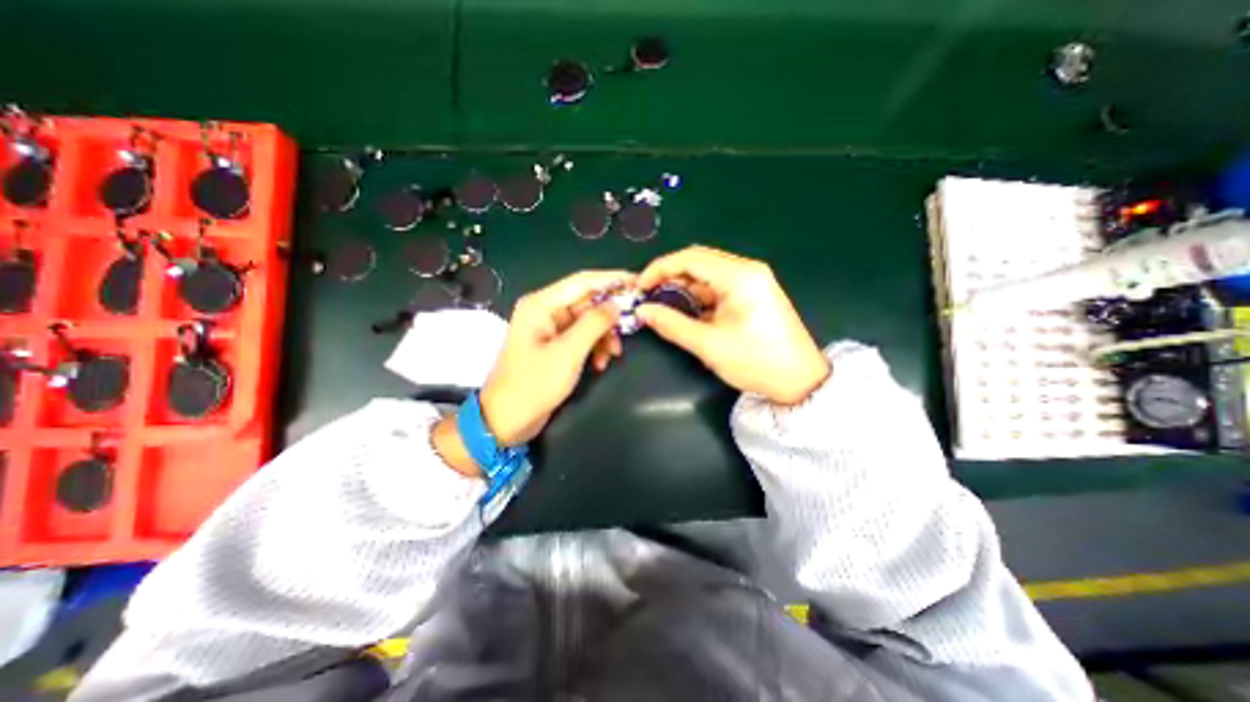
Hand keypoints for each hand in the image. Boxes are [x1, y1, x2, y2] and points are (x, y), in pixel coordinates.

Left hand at [480, 272, 635, 446]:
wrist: (507, 420)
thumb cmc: (534, 384)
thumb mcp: (568, 353)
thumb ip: (594, 324)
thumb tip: (616, 304)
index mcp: (541, 305)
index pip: (583, 281)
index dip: (612, 279)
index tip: (638, 282)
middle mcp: (545, 311)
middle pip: (587, 302)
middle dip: (609, 317)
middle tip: (632, 326)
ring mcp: (550, 329)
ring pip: (588, 321)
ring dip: (604, 336)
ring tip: (613, 355)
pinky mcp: (555, 345)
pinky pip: (582, 337)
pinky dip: (594, 348)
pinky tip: (600, 364)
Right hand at [637, 244, 827, 402]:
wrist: (799, 381)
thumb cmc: (755, 361)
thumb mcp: (708, 345)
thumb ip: (672, 324)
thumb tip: (643, 312)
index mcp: (739, 276)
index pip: (690, 258)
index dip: (659, 269)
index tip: (640, 287)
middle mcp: (747, 270)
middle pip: (698, 261)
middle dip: (670, 277)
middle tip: (650, 298)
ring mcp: (752, 280)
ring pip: (707, 274)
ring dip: (684, 288)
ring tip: (665, 308)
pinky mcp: (753, 293)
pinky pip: (718, 286)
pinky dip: (699, 296)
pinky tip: (688, 312)